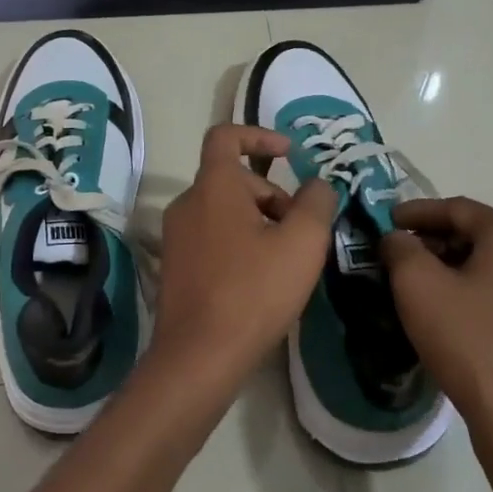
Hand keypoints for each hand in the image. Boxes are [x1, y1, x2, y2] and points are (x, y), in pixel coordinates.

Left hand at [151, 124, 337, 386]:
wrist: (199, 356)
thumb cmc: (253, 292)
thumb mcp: (302, 244)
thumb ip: (316, 204)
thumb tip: (317, 184)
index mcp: (214, 187)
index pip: (226, 136)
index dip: (259, 134)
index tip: (290, 153)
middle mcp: (187, 203)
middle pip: (234, 180)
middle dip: (273, 196)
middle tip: (301, 233)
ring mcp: (176, 237)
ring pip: (224, 211)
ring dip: (259, 222)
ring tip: (286, 261)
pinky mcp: (175, 267)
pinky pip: (212, 238)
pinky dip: (240, 243)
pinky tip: (260, 281)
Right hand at [379, 197, 492, 427]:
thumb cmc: (469, 340)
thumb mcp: (418, 285)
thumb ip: (400, 248)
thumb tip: (397, 239)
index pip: (457, 208)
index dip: (416, 212)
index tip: (385, 222)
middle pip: (476, 234)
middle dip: (433, 241)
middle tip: (396, 254)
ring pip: (490, 264)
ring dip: (451, 267)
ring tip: (416, 283)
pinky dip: (472, 290)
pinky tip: (448, 311)